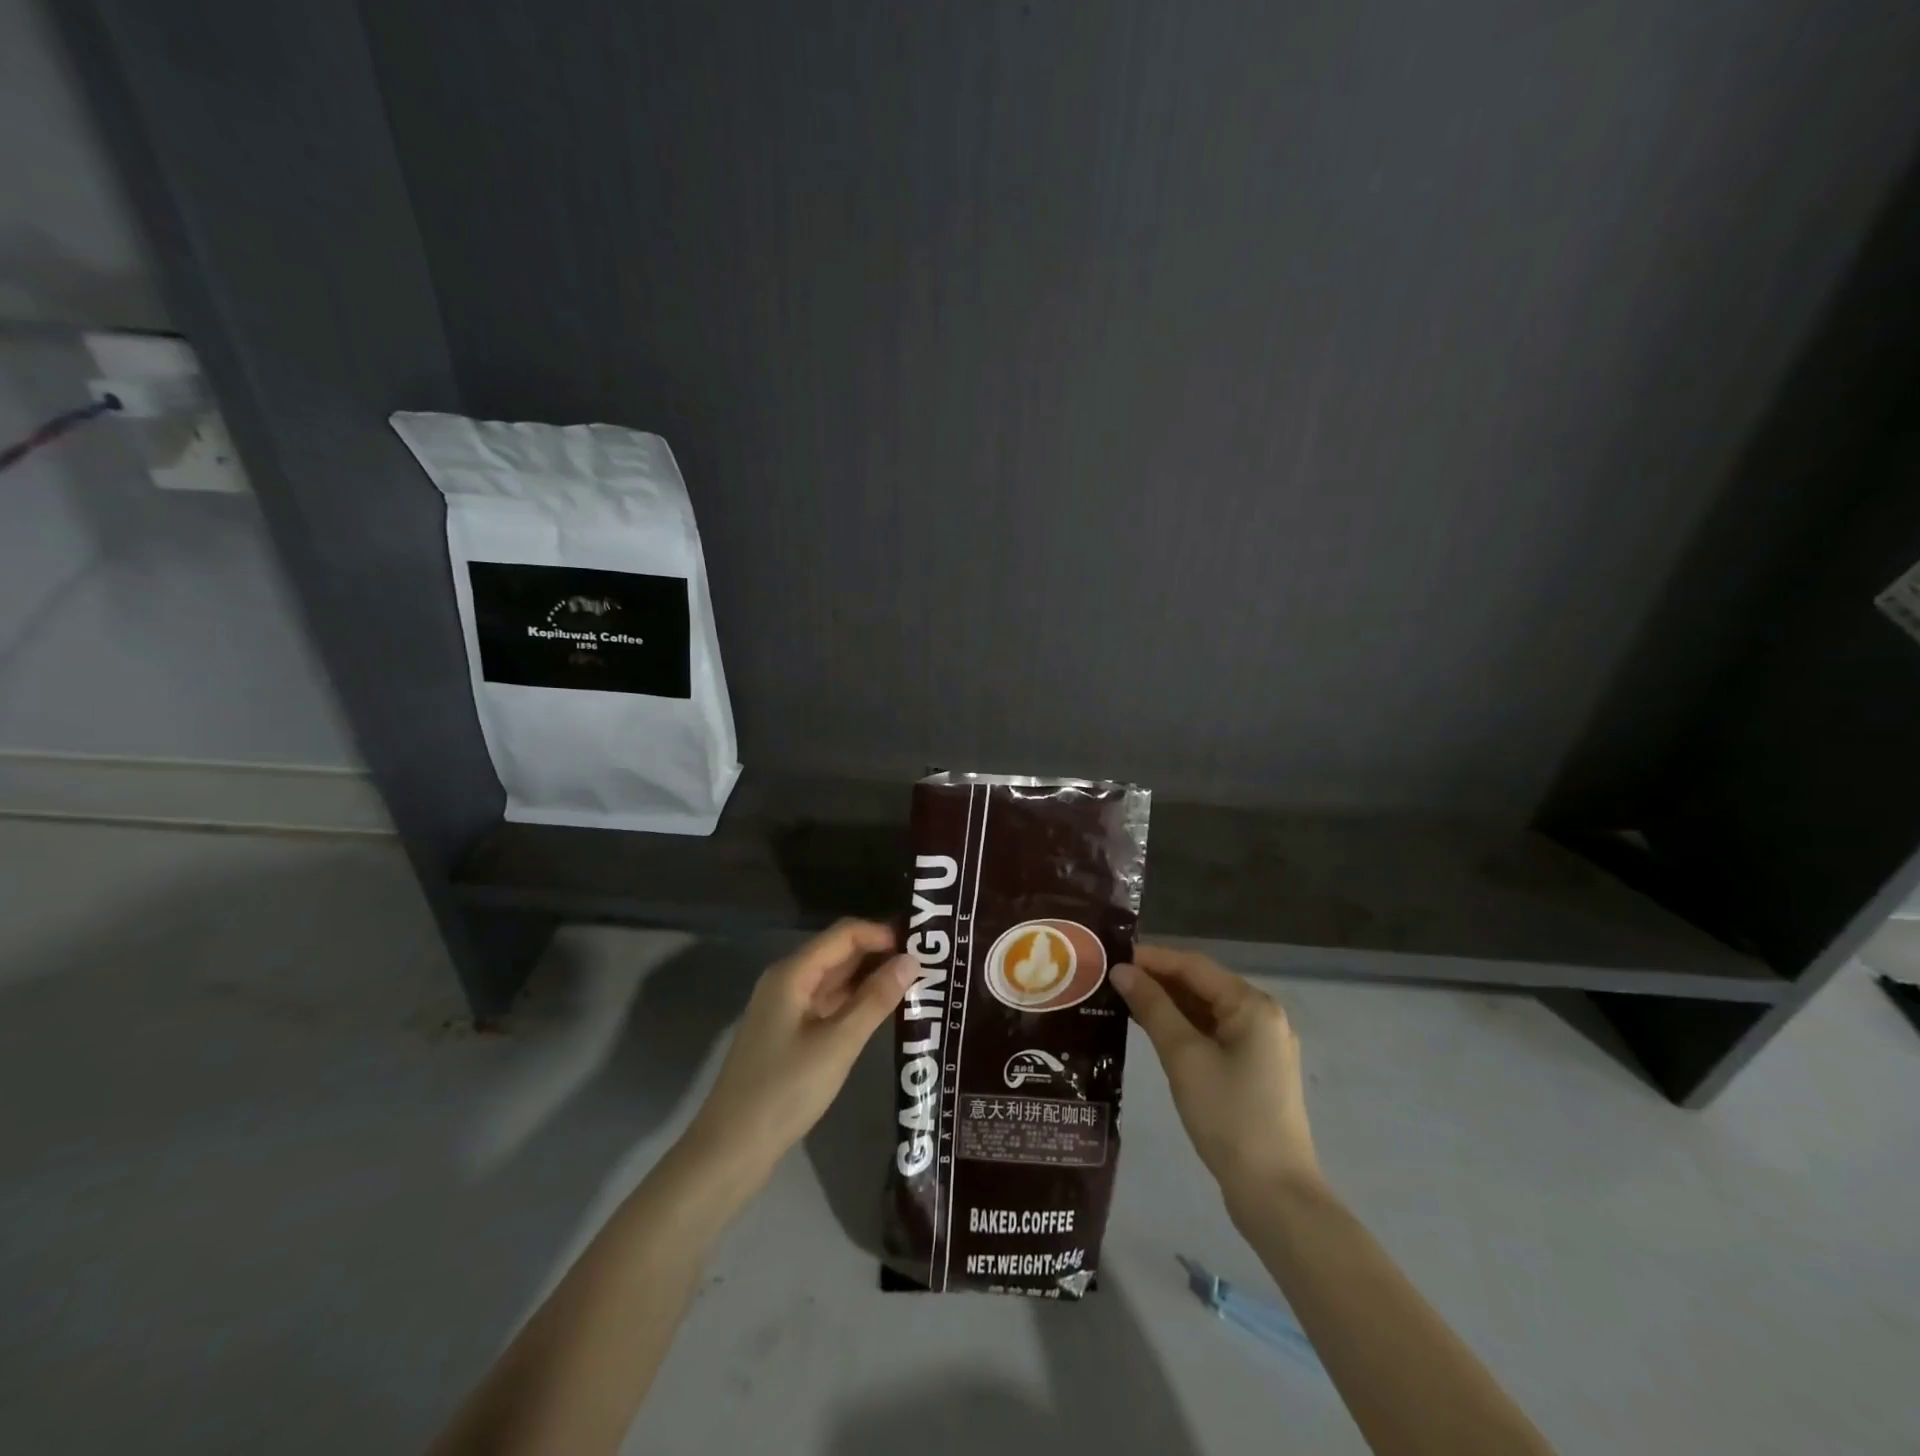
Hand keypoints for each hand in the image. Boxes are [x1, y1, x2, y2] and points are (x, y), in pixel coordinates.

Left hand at [683, 920, 911, 1181]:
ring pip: (835, 980)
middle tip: (927, 963)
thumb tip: (911, 961)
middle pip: (839, 953)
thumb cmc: (785, 1090)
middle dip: (880, 954)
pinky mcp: (789, 1034)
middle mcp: (787, 981)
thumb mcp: (838, 1044)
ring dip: (871, 979)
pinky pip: (828, 1004)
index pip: (845, 933)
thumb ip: (876, 999)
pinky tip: (883, 1012)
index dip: (882, 933)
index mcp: (792, 973)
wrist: (730, 1149)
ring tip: (915, 984)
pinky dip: (856, 1003)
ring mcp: (786, 1009)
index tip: (922, 944)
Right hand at [1111, 945, 1319, 1207]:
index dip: (1151, 958)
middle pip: (1201, 984)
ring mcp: (1260, 1043)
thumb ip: (1153, 1008)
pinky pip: (1212, 1032)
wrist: (1274, 1193)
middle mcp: (1262, 1015)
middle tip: (1110, 979)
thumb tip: (1122, 971)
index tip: (1111, 956)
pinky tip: (1151, 1030)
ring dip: (1167, 1003)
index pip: (1193, 965)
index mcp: (1252, 1005)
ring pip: (1206, 1009)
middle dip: (1157, 979)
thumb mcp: (1184, 1057)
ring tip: (1122, 1000)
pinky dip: (1183, 1027)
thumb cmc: (1228, 1116)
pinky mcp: (1253, 1069)